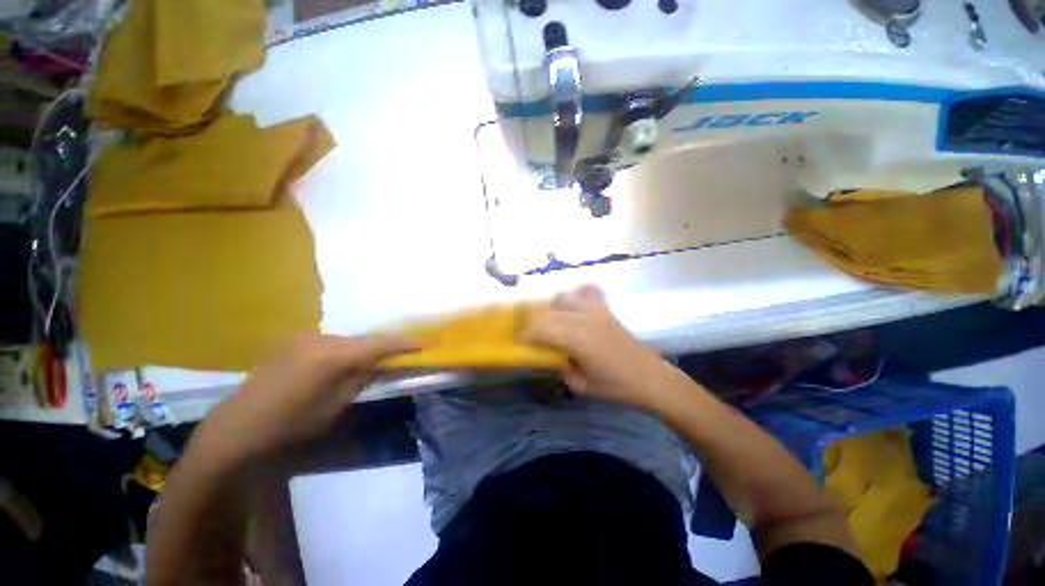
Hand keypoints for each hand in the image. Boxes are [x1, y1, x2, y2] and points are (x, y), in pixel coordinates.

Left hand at [201, 334, 420, 459]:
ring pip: (345, 340)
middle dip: (381, 347)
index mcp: (333, 355)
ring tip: (369, 362)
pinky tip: (339, 364)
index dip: (403, 343)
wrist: (238, 428)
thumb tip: (381, 366)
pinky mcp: (291, 342)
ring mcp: (303, 338)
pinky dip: (341, 350)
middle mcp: (320, 339)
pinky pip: (328, 342)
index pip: (378, 343)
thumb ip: (362, 379)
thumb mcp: (336, 406)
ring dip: (360, 349)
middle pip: (362, 339)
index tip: (423, 344)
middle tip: (398, 355)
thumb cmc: (292, 424)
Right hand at [522, 285, 677, 410]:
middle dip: (534, 322)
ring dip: (553, 307)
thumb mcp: (581, 385)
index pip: (543, 329)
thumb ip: (562, 368)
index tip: (517, 340)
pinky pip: (588, 293)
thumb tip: (551, 356)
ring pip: (566, 298)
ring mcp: (596, 312)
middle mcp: (584, 320)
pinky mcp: (606, 310)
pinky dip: (578, 294)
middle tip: (529, 333)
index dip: (527, 334)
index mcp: (577, 340)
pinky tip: (575, 303)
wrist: (650, 378)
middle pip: (550, 313)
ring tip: (551, 320)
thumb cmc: (615, 386)